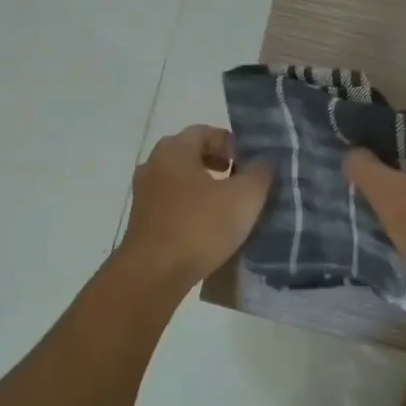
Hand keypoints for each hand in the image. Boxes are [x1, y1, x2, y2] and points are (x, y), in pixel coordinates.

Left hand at [120, 124, 272, 289]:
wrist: (154, 273)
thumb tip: (263, 161)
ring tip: (227, 207)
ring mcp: (144, 194)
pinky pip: (171, 204)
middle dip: (217, 164)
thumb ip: (259, 173)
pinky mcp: (142, 221)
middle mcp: (153, 165)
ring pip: (179, 180)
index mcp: (174, 150)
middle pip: (190, 154)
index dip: (231, 144)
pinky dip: (190, 208)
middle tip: (240, 182)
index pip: (205, 132)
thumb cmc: (200, 226)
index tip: (249, 165)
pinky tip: (207, 228)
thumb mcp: (244, 197)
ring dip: (203, 188)